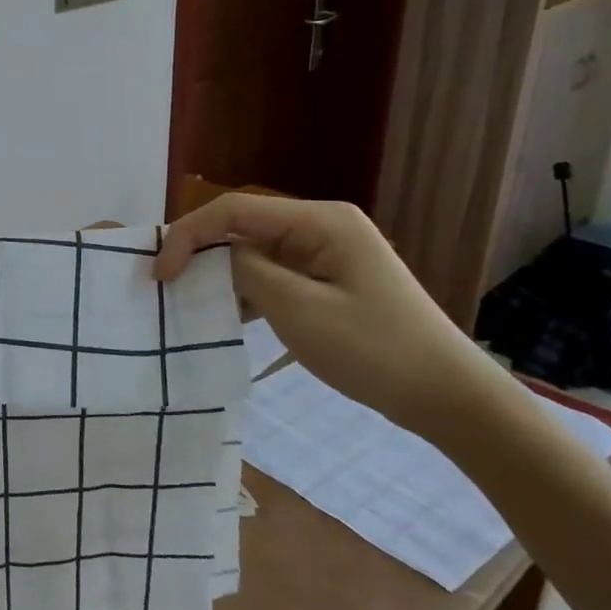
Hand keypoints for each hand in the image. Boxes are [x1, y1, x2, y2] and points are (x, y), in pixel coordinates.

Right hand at [154, 194, 506, 438]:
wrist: (450, 399)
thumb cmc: (373, 350)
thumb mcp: (298, 309)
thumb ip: (246, 271)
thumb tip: (215, 256)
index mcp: (320, 221)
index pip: (234, 210)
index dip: (189, 235)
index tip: (160, 274)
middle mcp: (322, 226)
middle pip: (243, 226)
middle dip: (202, 252)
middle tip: (167, 285)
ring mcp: (328, 253)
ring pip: (255, 251)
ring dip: (222, 274)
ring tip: (191, 302)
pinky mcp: (329, 280)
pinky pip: (275, 274)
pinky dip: (247, 290)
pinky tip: (230, 316)